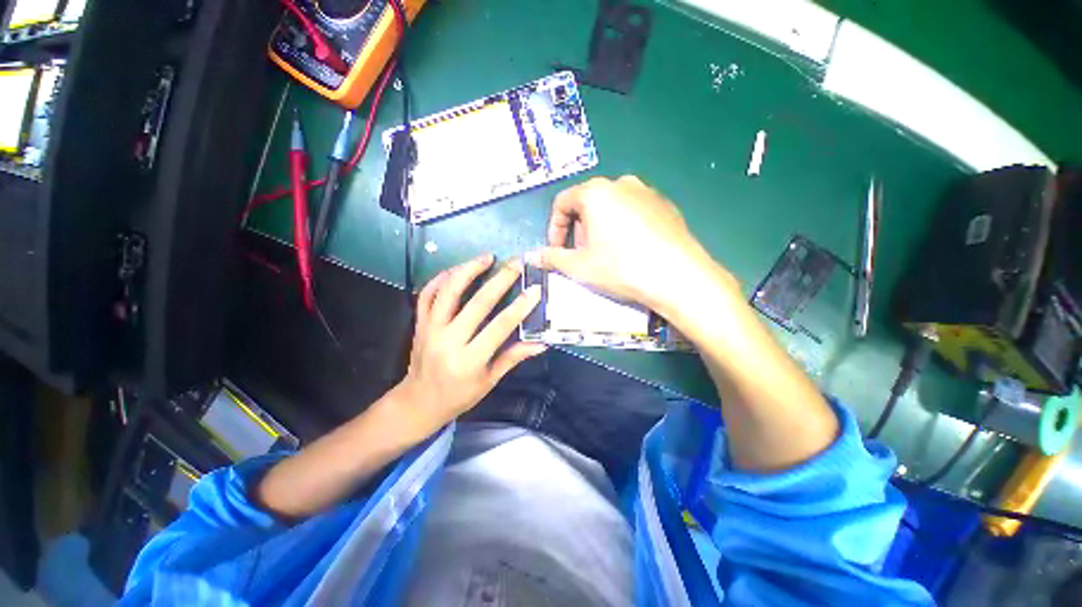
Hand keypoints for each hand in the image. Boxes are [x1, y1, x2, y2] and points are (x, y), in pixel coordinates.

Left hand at [393, 254, 545, 438]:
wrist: (419, 402)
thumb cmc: (459, 396)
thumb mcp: (489, 381)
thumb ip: (513, 358)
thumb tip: (541, 343)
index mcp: (469, 360)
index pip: (499, 327)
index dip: (520, 307)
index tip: (534, 289)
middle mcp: (448, 341)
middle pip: (477, 303)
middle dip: (500, 280)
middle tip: (516, 263)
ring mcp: (430, 329)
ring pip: (448, 292)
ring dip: (468, 270)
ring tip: (486, 257)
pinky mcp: (419, 324)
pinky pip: (427, 295)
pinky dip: (440, 279)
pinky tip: (456, 269)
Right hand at [528, 176, 736, 314]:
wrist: (678, 276)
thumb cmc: (621, 268)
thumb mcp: (579, 266)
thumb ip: (551, 258)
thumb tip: (530, 256)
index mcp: (596, 192)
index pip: (562, 203)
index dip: (554, 229)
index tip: (557, 251)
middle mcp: (621, 183)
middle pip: (587, 204)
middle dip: (578, 230)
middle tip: (582, 256)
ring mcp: (647, 192)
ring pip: (610, 207)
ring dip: (599, 229)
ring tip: (606, 255)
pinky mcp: (665, 205)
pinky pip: (633, 211)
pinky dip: (623, 227)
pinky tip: (631, 251)